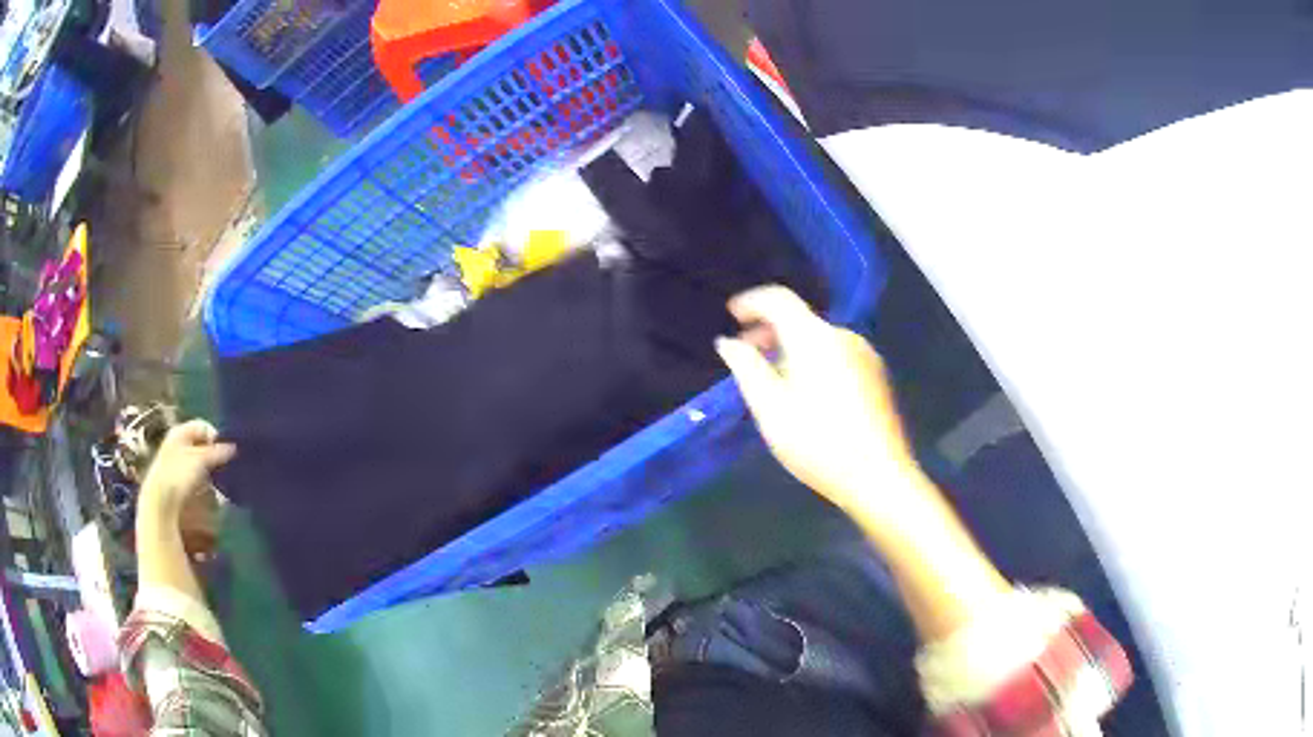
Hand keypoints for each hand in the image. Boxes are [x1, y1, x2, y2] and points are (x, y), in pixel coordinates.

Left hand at [139, 420, 235, 517]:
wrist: (161, 501)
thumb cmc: (179, 473)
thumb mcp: (200, 459)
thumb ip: (217, 452)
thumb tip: (234, 447)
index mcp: (180, 431)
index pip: (204, 426)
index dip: (215, 437)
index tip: (226, 452)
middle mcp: (178, 442)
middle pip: (201, 443)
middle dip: (214, 453)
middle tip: (225, 465)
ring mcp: (177, 461)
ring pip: (199, 460)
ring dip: (210, 468)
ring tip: (218, 479)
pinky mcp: (178, 479)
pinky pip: (196, 474)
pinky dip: (204, 479)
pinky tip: (209, 488)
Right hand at [715, 286, 920, 518]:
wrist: (879, 476)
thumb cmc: (818, 443)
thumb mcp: (771, 409)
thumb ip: (747, 369)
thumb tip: (728, 342)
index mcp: (815, 338)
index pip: (779, 300)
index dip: (751, 302)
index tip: (731, 314)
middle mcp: (843, 336)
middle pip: (801, 319)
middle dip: (769, 330)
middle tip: (746, 354)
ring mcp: (865, 355)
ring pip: (819, 339)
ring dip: (791, 348)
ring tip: (772, 379)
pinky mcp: (876, 375)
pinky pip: (836, 354)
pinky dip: (814, 360)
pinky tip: (806, 392)